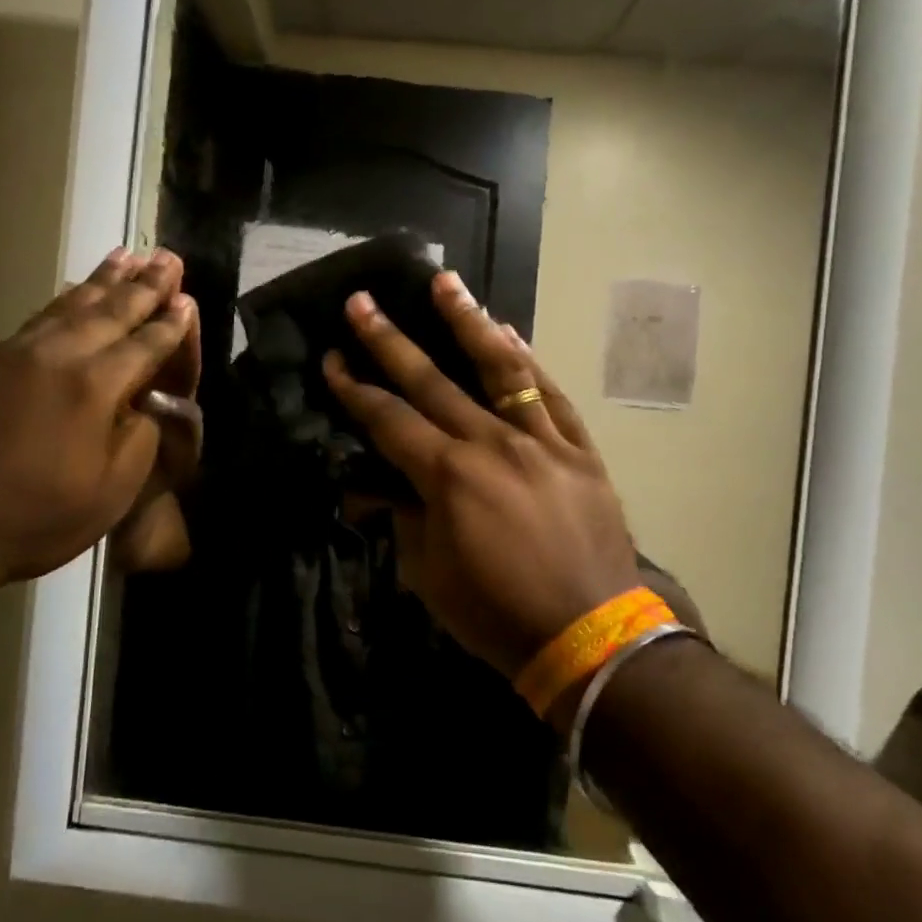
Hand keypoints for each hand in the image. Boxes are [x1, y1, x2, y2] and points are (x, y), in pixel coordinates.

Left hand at [0, 248, 196, 603]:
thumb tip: (144, 405)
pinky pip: (39, 316)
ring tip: (127, 256)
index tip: (187, 300)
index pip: (145, 345)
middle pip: (111, 310)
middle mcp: (59, 355)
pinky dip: (64, 298)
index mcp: (96, 386)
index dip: (170, 324)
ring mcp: (18, 353)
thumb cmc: (31, 516)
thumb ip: (139, 440)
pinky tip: (72, 291)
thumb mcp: (109, 494)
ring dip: (103, 279)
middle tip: (167, 258)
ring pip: (71, 304)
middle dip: (144, 285)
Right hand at [322, 272, 644, 680]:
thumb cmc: (496, 613)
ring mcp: (541, 441)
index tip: (332, 358)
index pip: (388, 419)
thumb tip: (375, 488)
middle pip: (432, 381)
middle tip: (361, 302)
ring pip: (500, 369)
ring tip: (445, 283)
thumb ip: (401, 518)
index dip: (354, 389)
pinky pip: (550, 396)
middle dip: (389, 340)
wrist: (590, 638)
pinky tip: (509, 332)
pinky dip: (528, 361)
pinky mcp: (579, 450)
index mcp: (448, 477)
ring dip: (467, 322)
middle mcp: (492, 444)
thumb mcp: (428, 574)